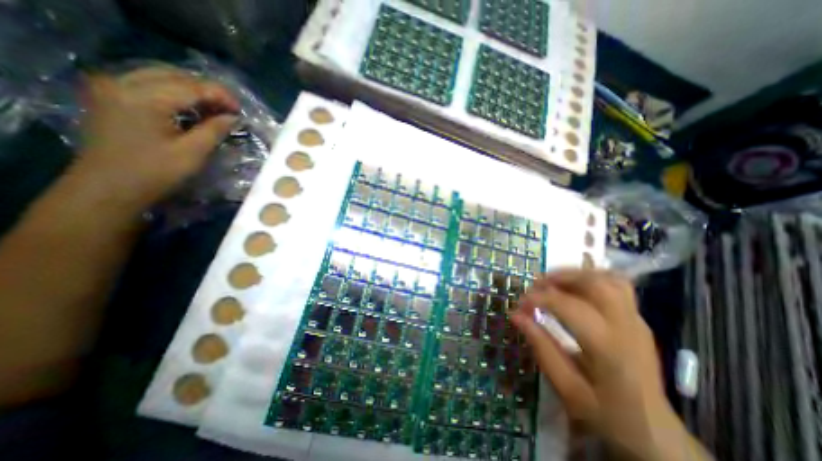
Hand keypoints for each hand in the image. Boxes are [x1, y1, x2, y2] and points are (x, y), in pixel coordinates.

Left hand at [73, 65, 241, 207]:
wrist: (107, 188)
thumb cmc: (154, 173)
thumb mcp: (193, 153)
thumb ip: (214, 130)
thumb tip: (233, 117)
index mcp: (144, 98)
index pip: (192, 87)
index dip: (221, 96)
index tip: (241, 111)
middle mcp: (123, 82)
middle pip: (176, 76)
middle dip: (208, 90)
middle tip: (230, 110)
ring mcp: (112, 86)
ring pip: (161, 75)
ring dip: (192, 90)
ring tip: (215, 108)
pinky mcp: (110, 95)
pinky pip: (147, 82)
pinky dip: (174, 91)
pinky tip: (190, 107)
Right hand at [512, 270, 691, 460]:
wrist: (655, 435)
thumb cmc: (606, 415)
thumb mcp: (566, 388)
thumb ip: (540, 347)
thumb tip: (516, 315)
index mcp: (610, 350)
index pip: (571, 307)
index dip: (540, 299)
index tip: (520, 303)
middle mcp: (628, 328)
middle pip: (596, 283)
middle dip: (560, 277)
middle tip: (536, 285)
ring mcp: (637, 321)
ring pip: (609, 279)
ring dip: (576, 274)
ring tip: (553, 282)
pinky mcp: (638, 320)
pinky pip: (616, 286)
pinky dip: (592, 278)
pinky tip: (574, 287)